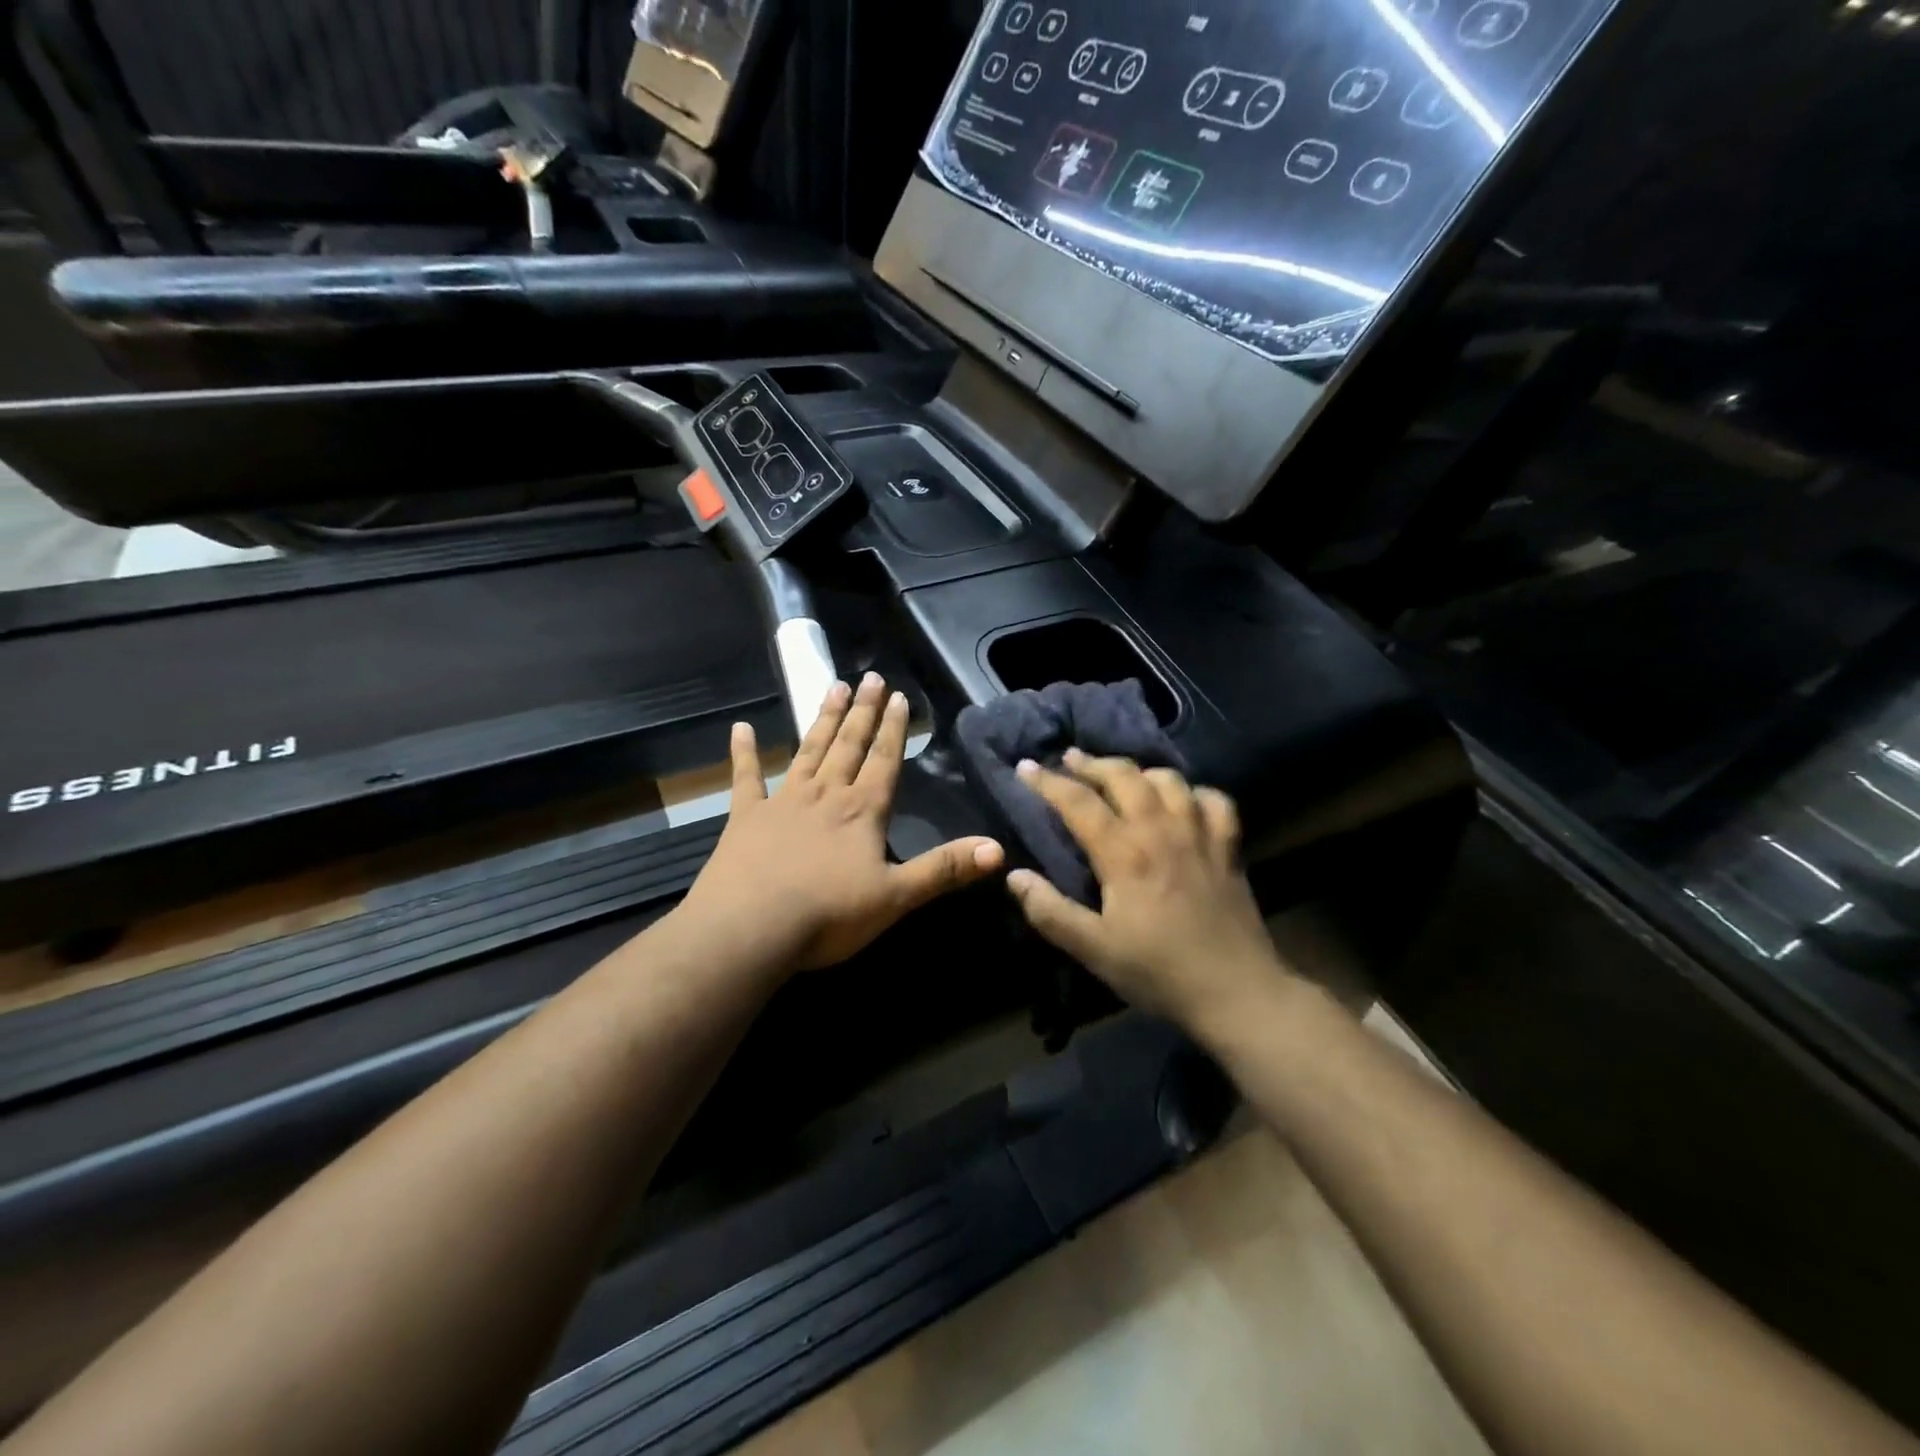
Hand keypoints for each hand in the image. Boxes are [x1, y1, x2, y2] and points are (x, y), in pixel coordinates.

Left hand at [680, 673, 1004, 973]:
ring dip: (822, 720)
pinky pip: (745, 779)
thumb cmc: (828, 915)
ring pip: (808, 751)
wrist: (750, 930)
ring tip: (832, 687)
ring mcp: (782, 802)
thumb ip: (944, 869)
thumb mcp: (896, 897)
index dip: (893, 728)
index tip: (897, 695)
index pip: (884, 760)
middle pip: (848, 745)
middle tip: (870, 677)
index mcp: (862, 811)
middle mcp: (825, 795)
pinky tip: (740, 729)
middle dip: (862, 711)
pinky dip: (744, 753)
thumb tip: (998, 849)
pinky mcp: (745, 818)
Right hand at [1005, 751, 1287, 1035]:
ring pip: (1167, 779)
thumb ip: (1050, 911)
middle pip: (1123, 775)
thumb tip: (1014, 875)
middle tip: (1069, 760)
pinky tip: (1182, 802)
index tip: (1026, 767)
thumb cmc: (1158, 971)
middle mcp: (1161, 830)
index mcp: (1124, 853)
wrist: (1237, 993)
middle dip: (1091, 763)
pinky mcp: (1229, 847)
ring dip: (1138, 771)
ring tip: (1121, 777)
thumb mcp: (1093, 950)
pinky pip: (1214, 801)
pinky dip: (1193, 792)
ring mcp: (1200, 834)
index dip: (1047, 781)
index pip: (1078, 801)